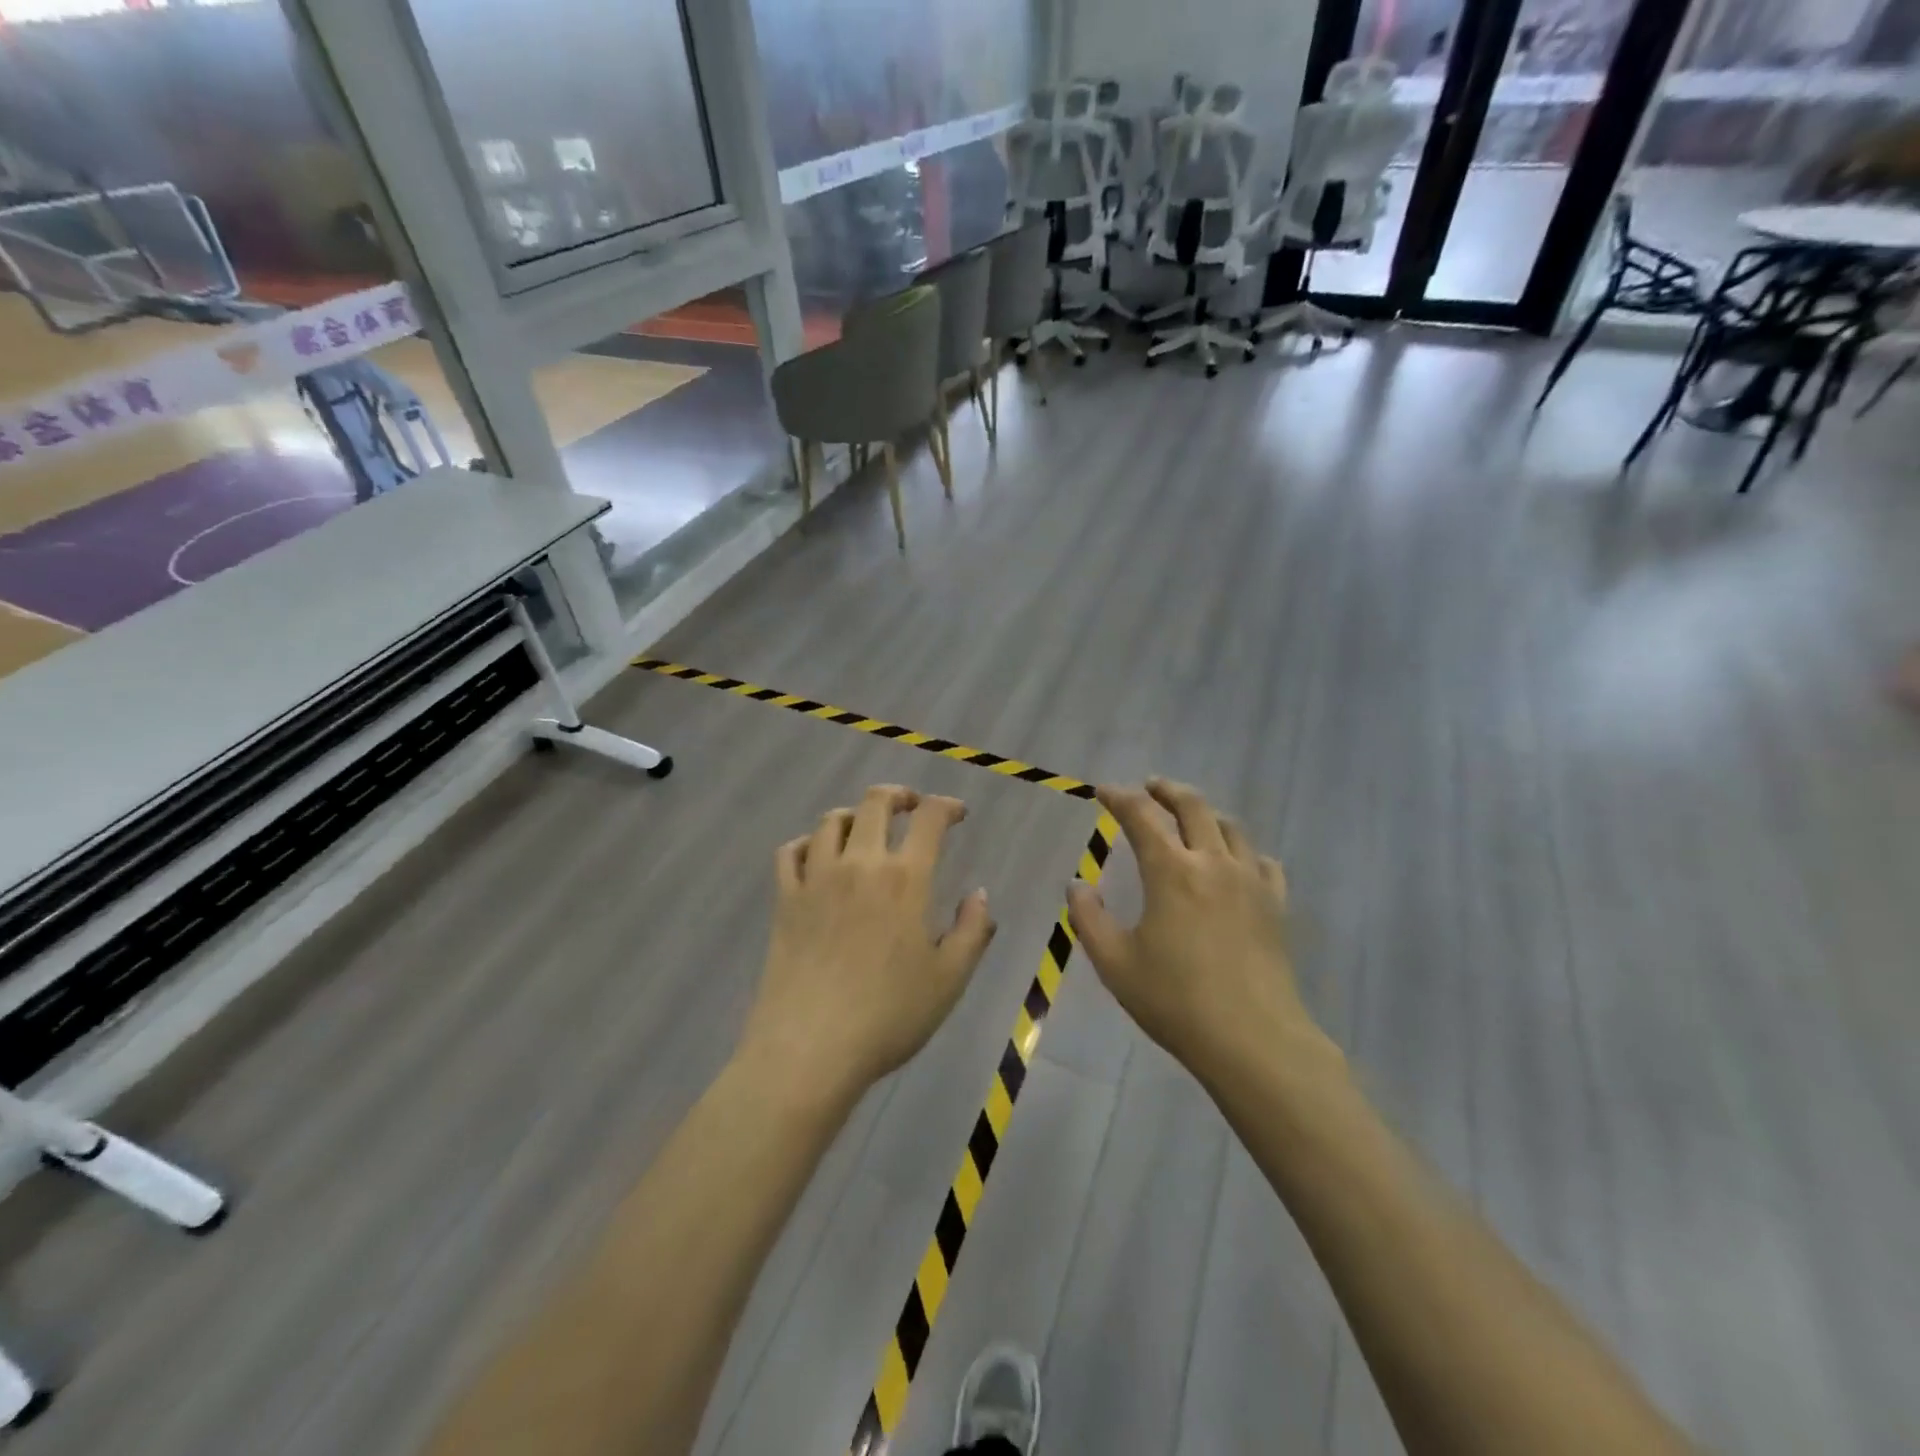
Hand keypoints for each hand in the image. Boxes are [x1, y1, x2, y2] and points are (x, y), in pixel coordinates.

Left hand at [741, 785, 997, 1097]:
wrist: (811, 1048)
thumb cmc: (889, 1016)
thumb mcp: (950, 980)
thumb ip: (972, 930)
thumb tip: (979, 894)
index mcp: (906, 879)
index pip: (930, 818)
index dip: (947, 806)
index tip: (957, 814)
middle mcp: (860, 864)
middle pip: (876, 802)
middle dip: (899, 795)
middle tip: (912, 807)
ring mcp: (816, 878)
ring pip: (832, 820)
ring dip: (855, 814)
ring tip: (866, 828)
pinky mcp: (785, 899)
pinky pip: (791, 851)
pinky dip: (807, 843)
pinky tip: (818, 856)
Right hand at [1067, 779, 1326, 1082]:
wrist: (1253, 1039)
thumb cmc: (1175, 1000)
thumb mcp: (1115, 963)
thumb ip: (1089, 918)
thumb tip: (1077, 884)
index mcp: (1171, 871)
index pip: (1141, 817)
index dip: (1119, 798)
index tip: (1104, 792)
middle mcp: (1212, 863)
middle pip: (1193, 806)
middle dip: (1167, 791)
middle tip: (1150, 787)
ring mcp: (1250, 881)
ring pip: (1230, 828)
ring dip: (1205, 814)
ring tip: (1190, 818)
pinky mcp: (1275, 905)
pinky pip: (1262, 862)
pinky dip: (1243, 851)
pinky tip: (1236, 862)